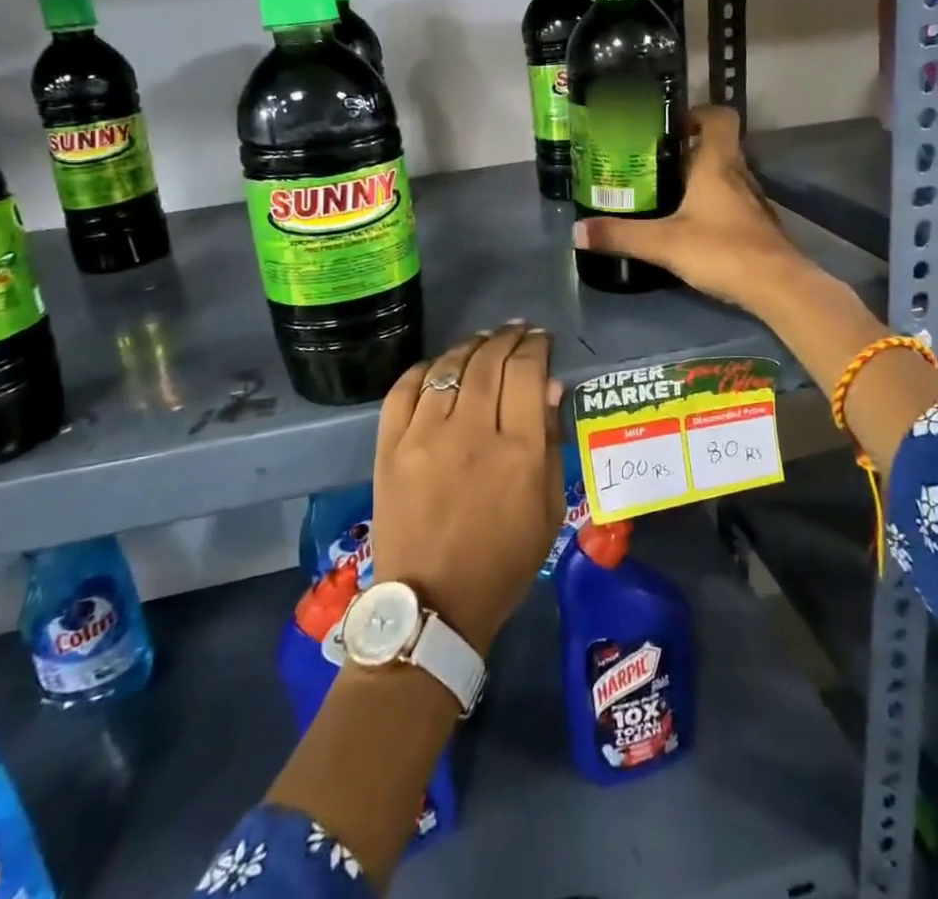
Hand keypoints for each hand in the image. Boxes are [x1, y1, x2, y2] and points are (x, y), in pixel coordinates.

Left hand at [371, 324, 563, 655]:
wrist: (433, 606)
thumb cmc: (503, 562)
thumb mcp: (548, 509)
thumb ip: (549, 442)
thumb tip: (548, 386)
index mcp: (516, 452)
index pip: (526, 372)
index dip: (536, 346)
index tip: (541, 338)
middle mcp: (469, 433)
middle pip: (488, 362)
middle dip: (507, 338)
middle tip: (516, 331)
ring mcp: (423, 437)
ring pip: (448, 367)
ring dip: (470, 346)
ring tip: (483, 341)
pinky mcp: (388, 447)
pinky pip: (405, 389)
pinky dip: (424, 368)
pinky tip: (439, 365)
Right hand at [572, 105, 812, 313]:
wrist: (777, 286)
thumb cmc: (722, 249)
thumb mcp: (663, 243)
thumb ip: (620, 235)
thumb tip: (576, 231)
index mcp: (718, 164)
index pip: (719, 117)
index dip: (698, 113)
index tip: (670, 126)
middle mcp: (739, 174)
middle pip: (718, 146)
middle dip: (688, 150)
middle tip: (653, 163)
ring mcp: (753, 201)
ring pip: (726, 175)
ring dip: (701, 178)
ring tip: (666, 193)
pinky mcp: (758, 225)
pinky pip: (732, 202)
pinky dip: (713, 205)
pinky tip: (692, 225)